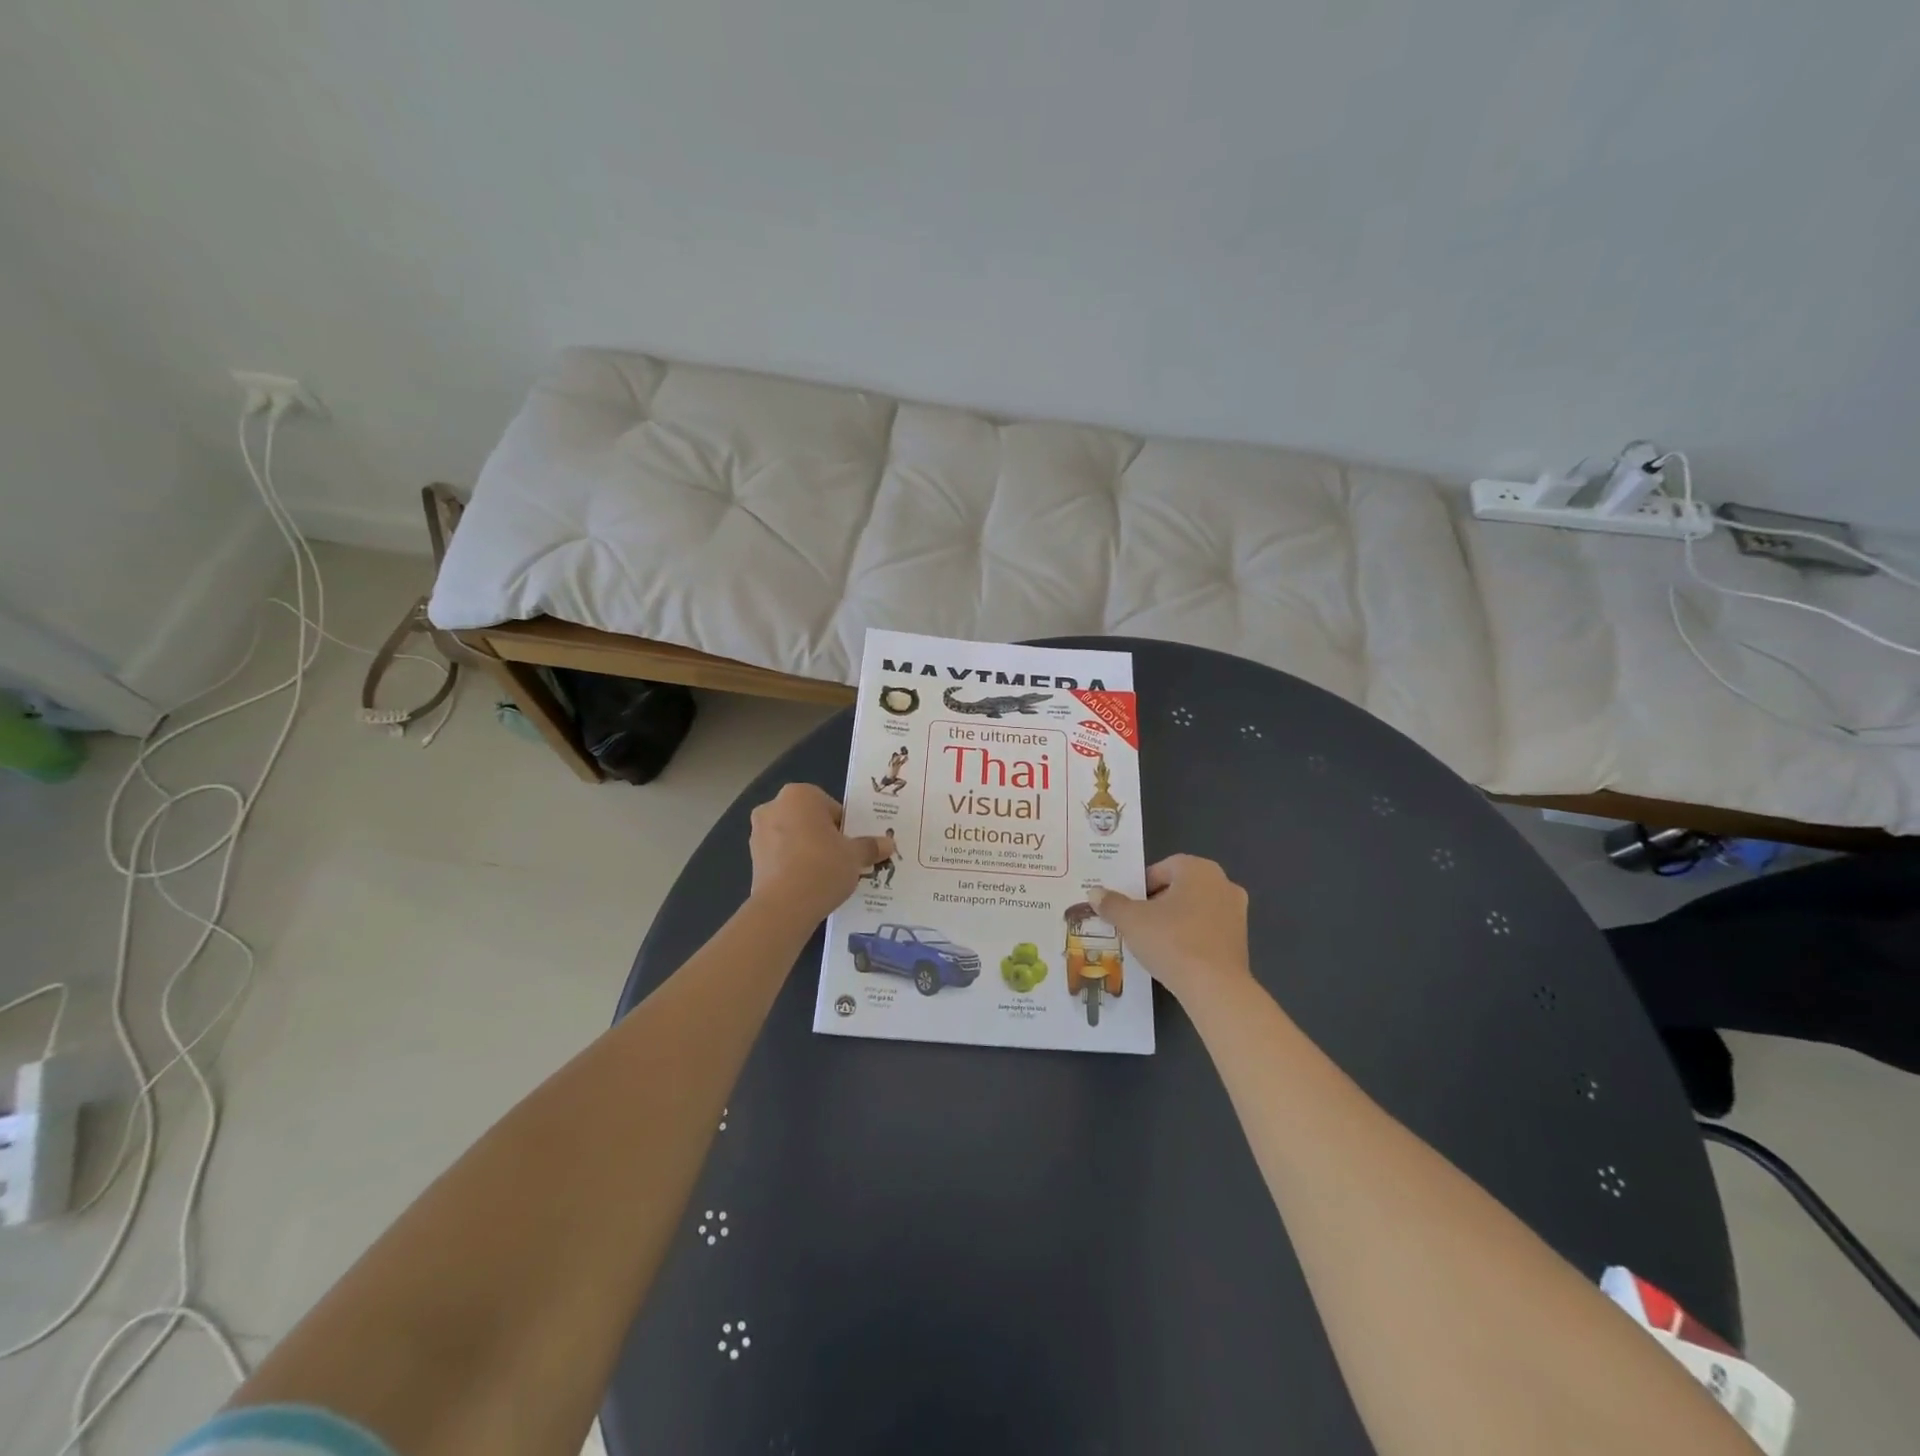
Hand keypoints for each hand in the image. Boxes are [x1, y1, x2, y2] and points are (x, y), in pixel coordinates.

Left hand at [748, 784, 887, 923]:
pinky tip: (807, 884)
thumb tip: (888, 844)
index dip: (845, 828)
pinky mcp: (751, 859)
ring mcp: (758, 833)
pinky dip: (793, 865)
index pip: (831, 807)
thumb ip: (870, 846)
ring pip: (793, 837)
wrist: (785, 906)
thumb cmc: (823, 866)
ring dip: (807, 851)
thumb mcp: (855, 856)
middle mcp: (774, 806)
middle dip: (824, 836)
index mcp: (800, 794)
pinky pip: (780, 856)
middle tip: (841, 859)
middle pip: (809, 820)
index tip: (852, 846)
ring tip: (825, 875)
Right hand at [1093, 855, 1249, 1002]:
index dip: (1140, 886)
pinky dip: (1191, 937)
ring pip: (1195, 909)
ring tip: (1154, 941)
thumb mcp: (1131, 921)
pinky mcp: (1242, 940)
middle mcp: (1222, 883)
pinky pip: (1208, 930)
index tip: (1127, 907)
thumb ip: (1112, 904)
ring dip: (1175, 920)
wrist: (1215, 988)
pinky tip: (1176, 956)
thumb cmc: (1171, 941)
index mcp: (1198, 869)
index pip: (1161, 868)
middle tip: (1137, 922)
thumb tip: (1094, 893)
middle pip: (1179, 887)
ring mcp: (1237, 912)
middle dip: (1157, 902)